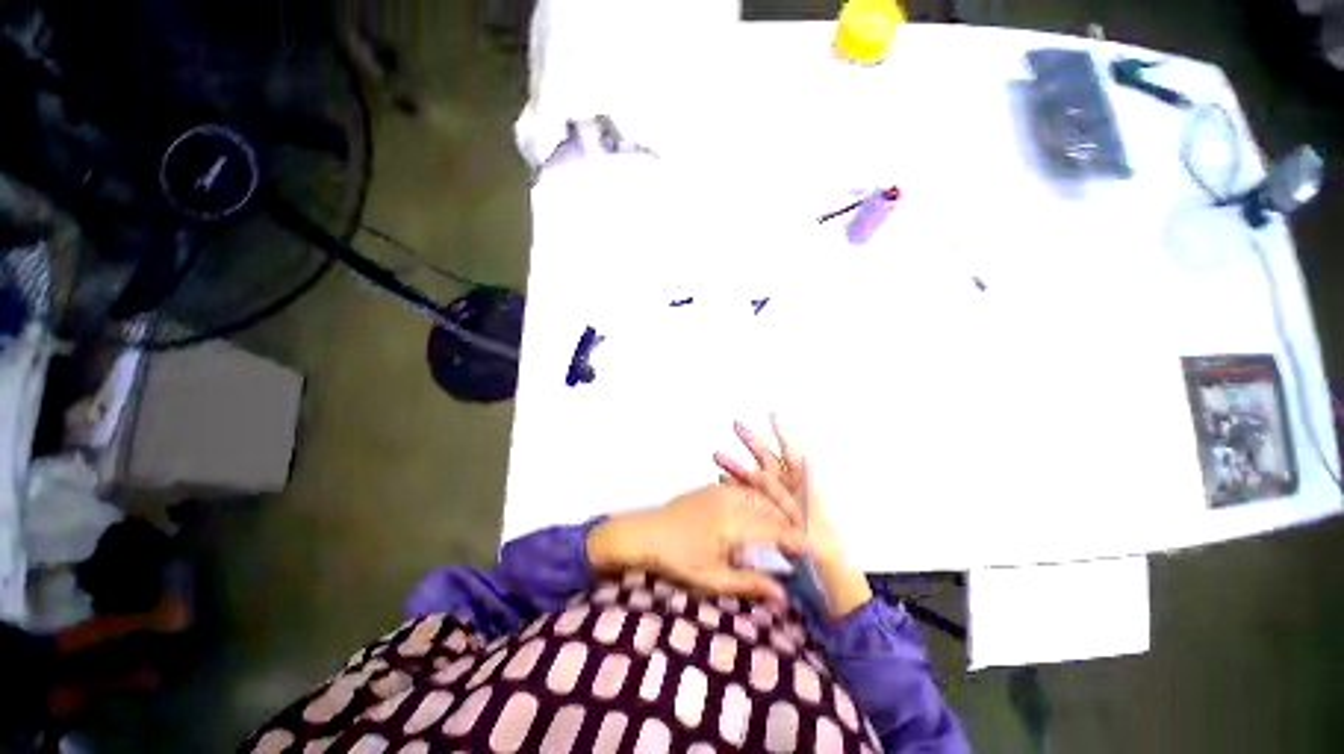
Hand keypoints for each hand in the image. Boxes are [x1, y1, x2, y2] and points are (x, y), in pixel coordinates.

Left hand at [586, 484, 807, 604]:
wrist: (647, 533)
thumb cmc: (678, 559)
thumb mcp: (713, 578)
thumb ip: (750, 583)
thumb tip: (784, 597)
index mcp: (734, 522)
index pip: (775, 529)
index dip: (795, 540)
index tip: (809, 553)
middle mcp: (731, 499)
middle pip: (770, 509)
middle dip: (788, 524)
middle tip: (798, 544)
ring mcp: (721, 490)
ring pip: (759, 496)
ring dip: (774, 510)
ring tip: (782, 529)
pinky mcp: (712, 487)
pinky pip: (744, 490)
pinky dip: (758, 500)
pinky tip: (760, 513)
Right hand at [714, 416, 872, 619]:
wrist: (828, 596)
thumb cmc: (830, 568)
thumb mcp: (820, 541)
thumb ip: (810, 492)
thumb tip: (806, 464)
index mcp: (805, 494)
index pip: (793, 461)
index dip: (783, 437)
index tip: (775, 416)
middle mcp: (790, 496)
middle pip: (770, 463)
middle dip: (755, 442)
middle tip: (739, 424)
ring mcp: (776, 508)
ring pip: (754, 479)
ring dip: (737, 465)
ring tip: (718, 453)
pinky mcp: (764, 521)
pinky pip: (747, 500)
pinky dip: (734, 489)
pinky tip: (720, 481)